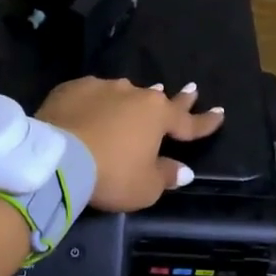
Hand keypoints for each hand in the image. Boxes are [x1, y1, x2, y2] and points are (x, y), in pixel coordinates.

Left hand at [35, 77, 223, 211]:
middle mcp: (133, 94)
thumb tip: (183, 170)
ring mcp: (101, 88)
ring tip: (137, 99)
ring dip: (132, 100)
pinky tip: (91, 107)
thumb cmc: (110, 174)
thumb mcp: (145, 187)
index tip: (220, 113)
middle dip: (178, 97)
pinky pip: (91, 95)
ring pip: (124, 93)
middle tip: (191, 89)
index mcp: (157, 116)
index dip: (205, 121)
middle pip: (160, 98)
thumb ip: (166, 175)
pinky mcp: (72, 89)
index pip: (188, 122)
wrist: (56, 158)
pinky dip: (96, 103)